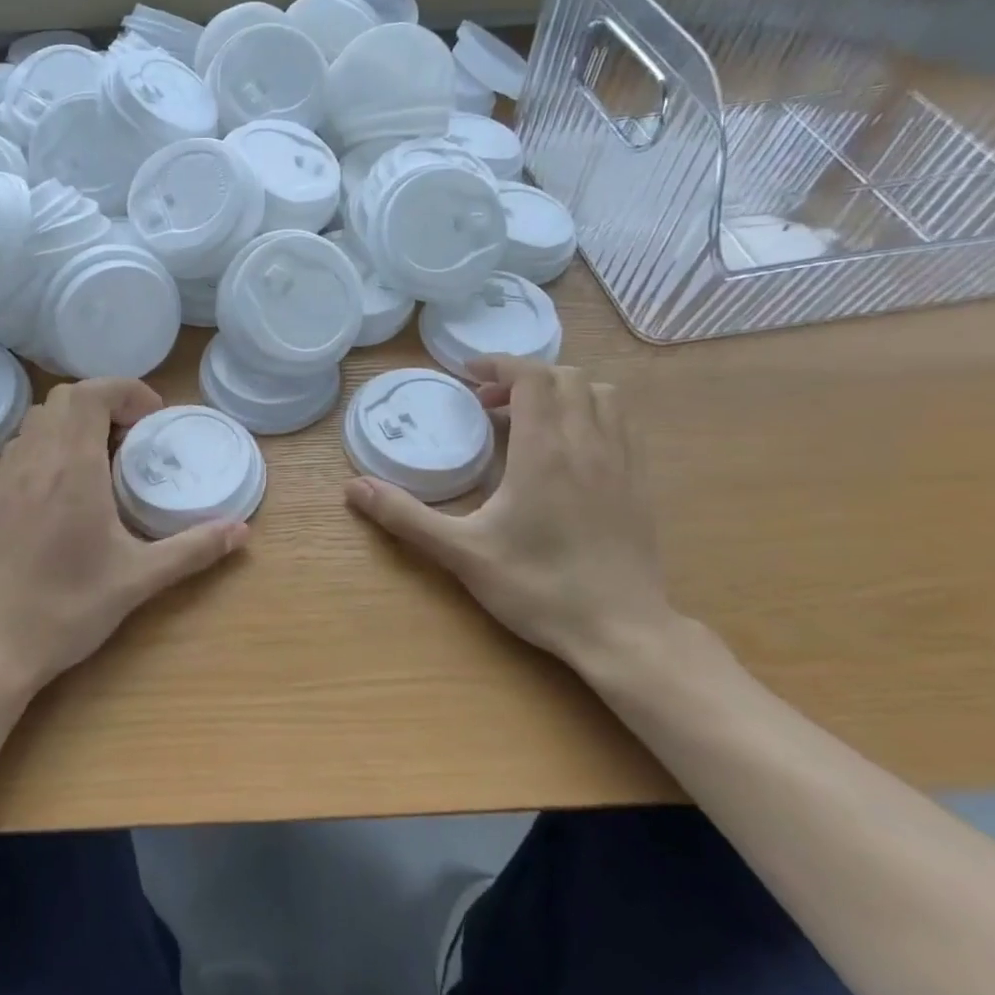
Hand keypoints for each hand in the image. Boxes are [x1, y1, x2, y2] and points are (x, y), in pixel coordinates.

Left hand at [0, 378, 248, 697]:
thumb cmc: (66, 609)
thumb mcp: (138, 579)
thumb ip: (192, 549)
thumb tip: (240, 530)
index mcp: (71, 469)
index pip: (90, 394)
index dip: (125, 390)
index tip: (153, 417)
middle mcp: (34, 461)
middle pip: (64, 398)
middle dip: (104, 401)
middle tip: (134, 436)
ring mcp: (6, 479)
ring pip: (38, 420)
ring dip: (74, 421)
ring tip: (104, 457)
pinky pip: (22, 447)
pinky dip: (50, 444)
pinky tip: (68, 486)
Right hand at [344, 357, 676, 670]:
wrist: (621, 631)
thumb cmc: (538, 587)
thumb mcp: (461, 553)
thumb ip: (406, 516)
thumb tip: (353, 488)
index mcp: (544, 451)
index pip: (532, 377)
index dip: (500, 364)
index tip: (469, 374)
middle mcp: (588, 443)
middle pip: (567, 377)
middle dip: (525, 378)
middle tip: (488, 405)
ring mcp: (622, 461)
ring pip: (602, 394)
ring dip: (563, 391)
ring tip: (530, 418)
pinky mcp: (641, 482)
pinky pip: (623, 422)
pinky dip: (593, 413)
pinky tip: (569, 446)